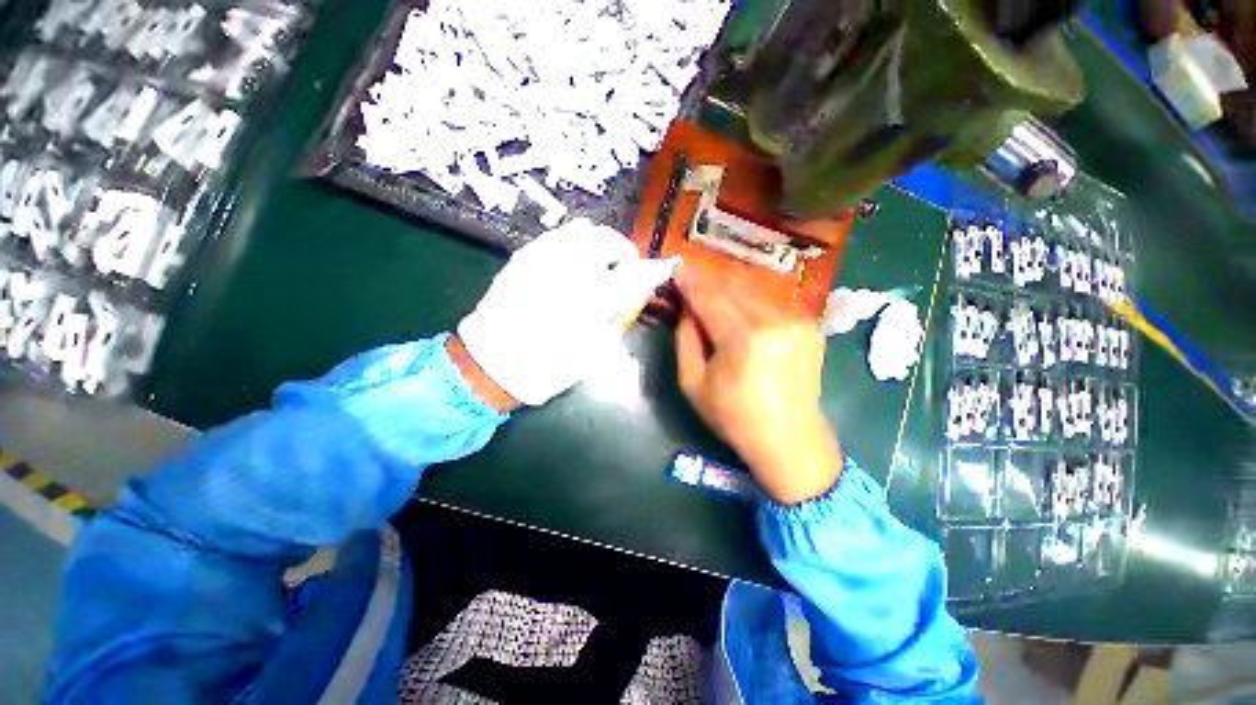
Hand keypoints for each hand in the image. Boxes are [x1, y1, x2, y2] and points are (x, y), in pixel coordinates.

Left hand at [458, 219, 675, 406]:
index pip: (634, 274)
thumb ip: (619, 316)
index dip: (653, 270)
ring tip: (599, 264)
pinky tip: (574, 261)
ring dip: (600, 245)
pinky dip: (575, 242)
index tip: (661, 270)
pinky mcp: (524, 256)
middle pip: (608, 241)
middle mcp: (569, 270)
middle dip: (623, 252)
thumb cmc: (549, 367)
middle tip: (624, 271)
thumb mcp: (594, 350)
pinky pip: (557, 235)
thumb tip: (637, 292)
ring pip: (583, 231)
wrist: (493, 363)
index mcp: (590, 300)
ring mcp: (543, 257)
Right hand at [674, 267, 842, 504]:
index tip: (677, 270)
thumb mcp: (693, 384)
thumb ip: (685, 340)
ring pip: (754, 288)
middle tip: (692, 279)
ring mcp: (797, 320)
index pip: (710, 298)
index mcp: (743, 339)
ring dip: (730, 286)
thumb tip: (687, 309)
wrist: (790, 438)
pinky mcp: (809, 324)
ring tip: (713, 291)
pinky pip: (772, 299)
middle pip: (733, 286)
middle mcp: (774, 321)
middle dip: (709, 280)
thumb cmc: (734, 416)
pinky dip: (751, 298)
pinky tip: (739, 304)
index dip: (691, 283)